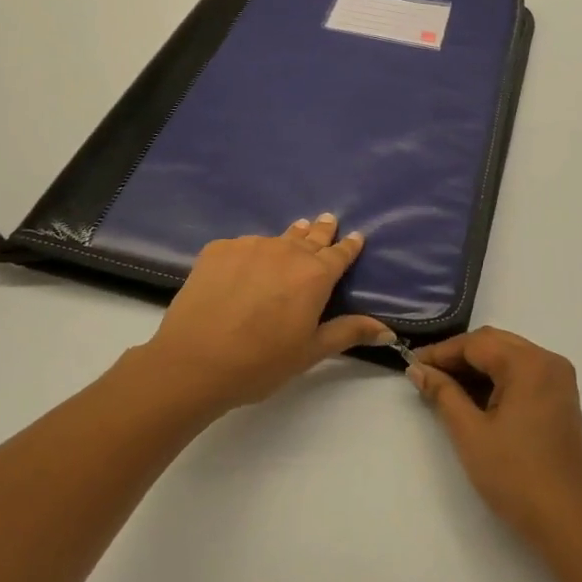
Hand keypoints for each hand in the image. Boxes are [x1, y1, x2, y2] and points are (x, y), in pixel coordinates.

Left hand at [142, 214, 392, 416]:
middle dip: (321, 230)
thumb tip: (387, 330)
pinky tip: (245, 265)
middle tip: (328, 219)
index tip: (356, 236)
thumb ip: (348, 332)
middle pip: (310, 236)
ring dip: (287, 239)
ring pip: (276, 238)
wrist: (194, 361)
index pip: (340, 254)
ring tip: (293, 235)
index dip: (349, 246)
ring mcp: (249, 246)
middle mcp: (286, 251)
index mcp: (314, 275)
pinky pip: (243, 246)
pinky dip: (251, 252)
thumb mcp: (310, 351)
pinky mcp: (218, 249)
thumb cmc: (261, 362)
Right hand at [406, 328, 581, 548]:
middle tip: (426, 375)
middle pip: (495, 344)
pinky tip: (473, 398)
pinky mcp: (562, 399)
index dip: (441, 352)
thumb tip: (418, 369)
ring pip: (509, 357)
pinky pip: (523, 374)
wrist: (568, 523)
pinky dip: (497, 380)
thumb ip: (443, 394)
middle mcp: (548, 362)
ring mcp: (559, 381)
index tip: (412, 365)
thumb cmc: (515, 476)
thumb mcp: (470, 433)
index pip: (476, 343)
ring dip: (477, 368)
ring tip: (444, 387)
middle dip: (458, 357)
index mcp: (529, 364)